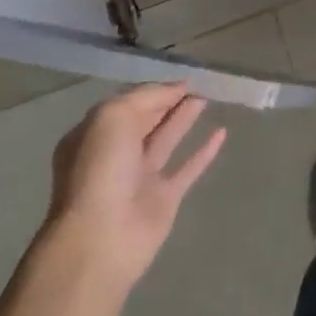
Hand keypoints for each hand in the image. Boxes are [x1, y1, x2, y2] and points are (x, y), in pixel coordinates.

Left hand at [41, 83, 226, 288]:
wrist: (103, 236)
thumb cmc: (100, 171)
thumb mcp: (112, 118)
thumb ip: (145, 97)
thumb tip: (176, 89)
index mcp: (93, 137)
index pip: (126, 105)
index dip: (153, 91)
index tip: (181, 79)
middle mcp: (114, 156)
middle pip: (145, 121)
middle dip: (168, 102)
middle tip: (198, 85)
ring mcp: (140, 178)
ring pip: (166, 140)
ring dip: (184, 118)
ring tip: (207, 98)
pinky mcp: (164, 198)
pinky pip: (188, 168)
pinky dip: (204, 151)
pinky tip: (222, 134)